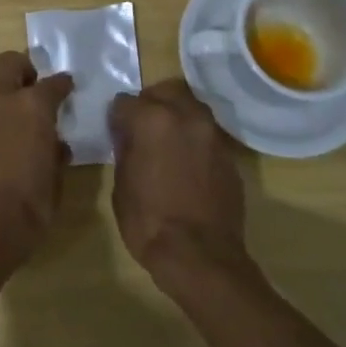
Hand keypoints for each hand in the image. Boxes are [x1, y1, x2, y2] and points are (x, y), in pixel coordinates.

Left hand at [0, 51, 73, 282]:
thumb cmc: (30, 206)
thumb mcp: (56, 180)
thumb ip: (55, 153)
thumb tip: (55, 144)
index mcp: (34, 107)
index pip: (54, 83)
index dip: (63, 84)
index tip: (66, 86)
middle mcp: (1, 99)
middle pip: (9, 62)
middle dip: (23, 68)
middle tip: (30, 85)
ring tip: (3, 102)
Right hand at [109, 78, 249, 287]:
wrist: (201, 256)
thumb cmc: (149, 222)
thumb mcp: (121, 185)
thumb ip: (126, 150)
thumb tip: (129, 137)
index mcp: (153, 119)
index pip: (126, 101)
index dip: (117, 117)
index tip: (116, 132)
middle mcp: (186, 116)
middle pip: (166, 90)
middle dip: (152, 102)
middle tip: (142, 126)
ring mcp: (212, 134)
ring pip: (192, 107)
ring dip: (177, 116)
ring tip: (166, 142)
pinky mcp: (229, 155)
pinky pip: (206, 134)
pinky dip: (194, 139)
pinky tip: (186, 163)